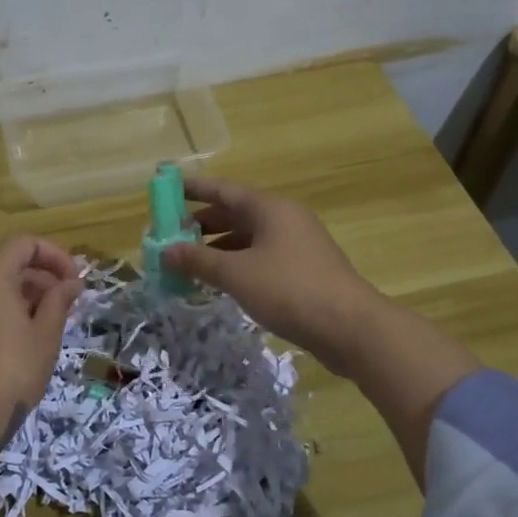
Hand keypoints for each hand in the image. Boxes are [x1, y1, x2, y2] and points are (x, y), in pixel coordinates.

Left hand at [0, 235, 82, 459]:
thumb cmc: (10, 372)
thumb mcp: (45, 336)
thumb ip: (59, 301)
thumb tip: (72, 283)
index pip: (25, 244)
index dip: (55, 257)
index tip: (75, 283)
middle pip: (8, 266)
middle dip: (41, 281)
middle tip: (66, 309)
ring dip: (22, 300)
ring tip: (46, 329)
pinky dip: (0, 315)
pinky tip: (18, 345)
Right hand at [159, 177, 378, 368]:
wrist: (351, 327)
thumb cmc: (289, 289)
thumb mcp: (236, 274)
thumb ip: (199, 260)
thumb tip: (166, 250)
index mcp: (269, 208)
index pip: (223, 189)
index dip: (193, 188)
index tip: (166, 189)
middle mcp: (284, 219)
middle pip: (235, 213)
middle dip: (202, 223)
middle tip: (170, 235)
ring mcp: (296, 245)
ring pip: (248, 238)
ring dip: (217, 248)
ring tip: (188, 262)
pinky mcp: (303, 270)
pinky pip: (261, 258)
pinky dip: (237, 264)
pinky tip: (220, 282)